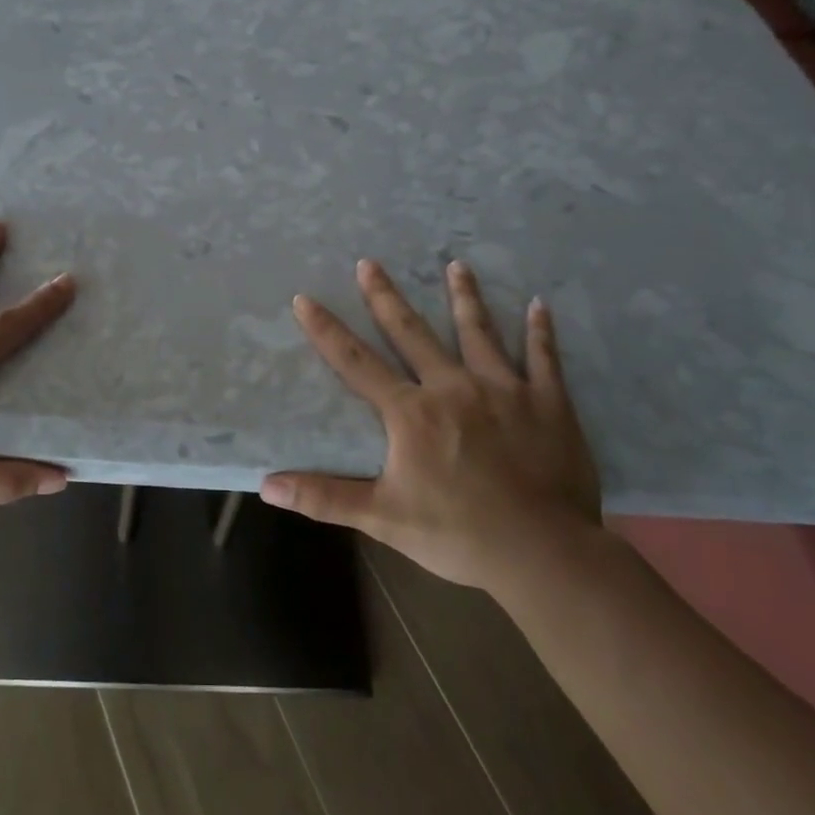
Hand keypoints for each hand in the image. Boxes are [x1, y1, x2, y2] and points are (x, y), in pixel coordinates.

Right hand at [260, 260, 600, 592]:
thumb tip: (266, 486)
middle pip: (413, 333)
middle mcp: (453, 387)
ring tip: (457, 265)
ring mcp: (505, 390)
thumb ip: (324, 497)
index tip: (305, 298)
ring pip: (479, 333)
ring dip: (465, 298)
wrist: (543, 552)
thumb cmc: (458, 534)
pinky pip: (544, 358)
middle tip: (370, 262)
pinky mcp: (548, 403)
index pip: (356, 362)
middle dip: (387, 297)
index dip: (327, 330)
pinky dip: (540, 331)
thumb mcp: (382, 518)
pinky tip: (538, 304)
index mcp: (411, 412)